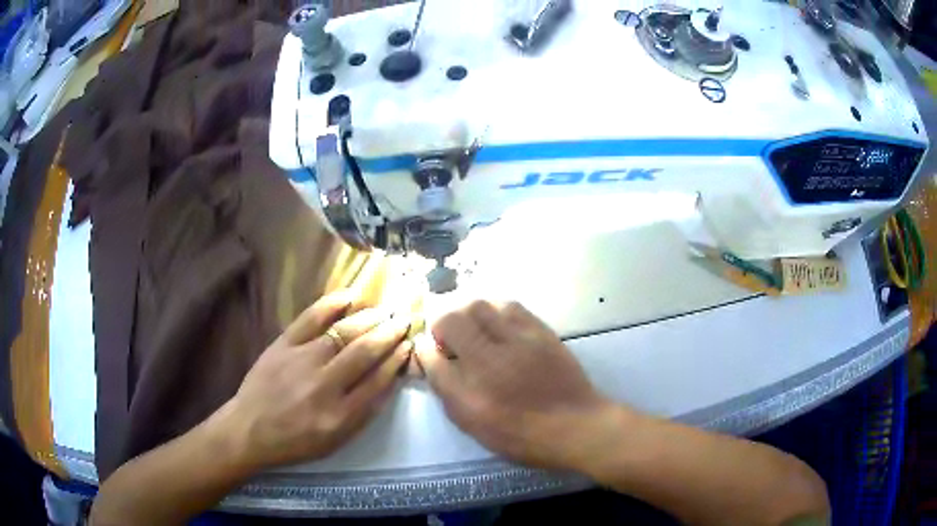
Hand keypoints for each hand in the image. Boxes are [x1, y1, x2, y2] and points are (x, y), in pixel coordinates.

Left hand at [221, 291, 411, 470]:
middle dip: (389, 333)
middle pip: (365, 352)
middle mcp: (324, 385)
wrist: (250, 429)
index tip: (409, 344)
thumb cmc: (295, 441)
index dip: (397, 360)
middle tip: (405, 319)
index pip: (378, 381)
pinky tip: (350, 296)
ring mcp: (302, 360)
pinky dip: (331, 304)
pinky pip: (310, 318)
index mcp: (340, 415)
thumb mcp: (335, 441)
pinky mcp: (283, 344)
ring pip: (343, 333)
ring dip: (369, 319)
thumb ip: (363, 414)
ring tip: (385, 310)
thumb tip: (388, 381)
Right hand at [417, 301, 619, 470]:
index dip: (425, 350)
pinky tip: (499, 324)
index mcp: (469, 396)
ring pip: (478, 307)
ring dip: (468, 314)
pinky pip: (509, 306)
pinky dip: (495, 311)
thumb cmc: (523, 436)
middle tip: (450, 339)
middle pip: (451, 321)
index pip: (431, 358)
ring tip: (474, 329)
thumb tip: (433, 361)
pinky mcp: (540, 332)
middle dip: (442, 325)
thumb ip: (450, 393)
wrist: (575, 426)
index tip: (431, 351)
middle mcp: (489, 363)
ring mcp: (517, 342)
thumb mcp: (476, 427)